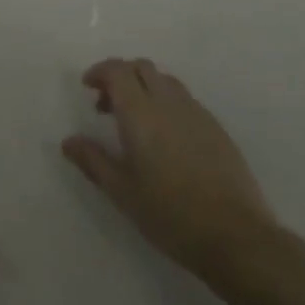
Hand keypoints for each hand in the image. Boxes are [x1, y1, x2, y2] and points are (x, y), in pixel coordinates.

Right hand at [62, 58, 284, 277]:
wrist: (236, 236)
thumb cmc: (170, 214)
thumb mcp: (122, 191)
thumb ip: (93, 161)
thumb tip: (68, 141)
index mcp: (141, 112)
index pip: (117, 70)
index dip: (100, 72)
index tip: (87, 87)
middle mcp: (169, 102)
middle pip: (142, 67)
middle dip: (121, 76)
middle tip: (107, 104)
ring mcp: (197, 113)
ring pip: (165, 81)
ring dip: (144, 87)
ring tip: (135, 121)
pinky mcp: (217, 128)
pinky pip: (184, 100)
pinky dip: (166, 103)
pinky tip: (165, 138)